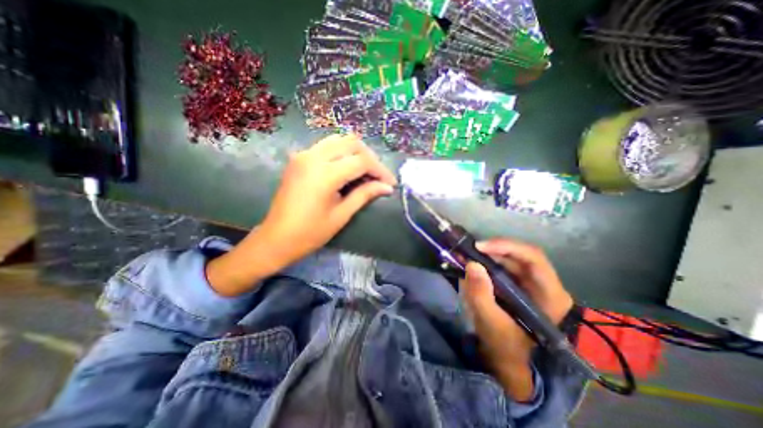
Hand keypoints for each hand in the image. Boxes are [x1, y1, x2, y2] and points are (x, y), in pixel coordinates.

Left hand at [205, 135, 396, 294]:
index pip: (362, 161)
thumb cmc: (311, 232)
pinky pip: (326, 146)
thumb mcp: (342, 215)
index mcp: (325, 174)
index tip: (390, 183)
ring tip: (365, 171)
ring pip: (338, 140)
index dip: (380, 170)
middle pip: (351, 143)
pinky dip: (342, 152)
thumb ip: (365, 195)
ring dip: (356, 152)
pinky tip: (347, 167)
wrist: (277, 237)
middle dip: (370, 158)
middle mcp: (313, 156)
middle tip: (378, 176)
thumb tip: (387, 187)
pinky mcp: (299, 158)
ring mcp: (303, 154)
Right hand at [458, 240, 571, 402]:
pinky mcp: (519, 285)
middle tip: (469, 250)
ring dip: (489, 255)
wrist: (510, 363)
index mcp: (550, 296)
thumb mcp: (491, 324)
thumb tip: (471, 264)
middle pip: (521, 256)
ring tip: (468, 255)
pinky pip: (504, 267)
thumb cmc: (506, 347)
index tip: (480, 247)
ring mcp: (531, 284)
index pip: (533, 259)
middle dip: (493, 250)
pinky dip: (487, 263)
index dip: (507, 247)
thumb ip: (481, 294)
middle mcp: (545, 285)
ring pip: (511, 260)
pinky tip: (473, 265)